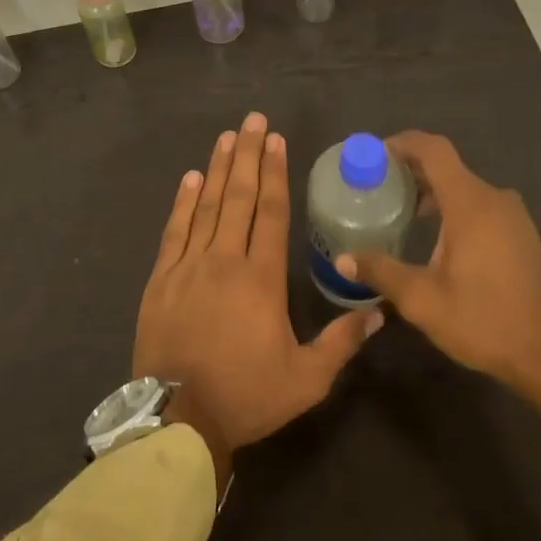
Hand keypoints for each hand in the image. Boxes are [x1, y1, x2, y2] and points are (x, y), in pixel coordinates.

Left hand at [133, 113, 382, 484]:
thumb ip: (342, 342)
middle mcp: (226, 261)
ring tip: (227, 136)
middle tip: (253, 120)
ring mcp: (189, 267)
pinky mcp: (161, 279)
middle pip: (240, 197)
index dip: (275, 173)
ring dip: (219, 168)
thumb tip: (379, 311)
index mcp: (261, 279)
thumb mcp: (306, 380)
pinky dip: (183, 202)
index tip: (276, 140)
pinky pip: (174, 231)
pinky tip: (191, 178)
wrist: (177, 421)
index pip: (272, 213)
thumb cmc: (247, 396)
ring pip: (207, 206)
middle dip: (248, 155)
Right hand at [338, 132, 540, 434]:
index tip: (374, 156)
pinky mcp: (521, 233)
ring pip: (464, 186)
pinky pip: (480, 204)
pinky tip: (435, 236)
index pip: (433, 149)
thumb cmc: (482, 322)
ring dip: (432, 191)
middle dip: (410, 170)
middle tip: (377, 187)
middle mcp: (494, 198)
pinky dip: (453, 206)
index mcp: (470, 203)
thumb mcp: (422, 300)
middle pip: (447, 166)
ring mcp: (513, 215)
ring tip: (401, 212)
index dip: (402, 144)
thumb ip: (381, 271)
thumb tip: (342, 259)